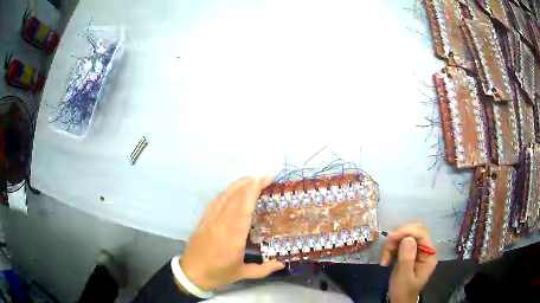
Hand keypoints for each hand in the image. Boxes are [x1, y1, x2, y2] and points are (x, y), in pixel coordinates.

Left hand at [180, 177, 283, 290]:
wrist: (192, 273)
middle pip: (235, 198)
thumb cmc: (219, 274)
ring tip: (252, 179)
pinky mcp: (204, 220)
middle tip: (265, 177)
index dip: (253, 192)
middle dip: (250, 184)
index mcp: (233, 239)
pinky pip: (216, 202)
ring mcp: (211, 221)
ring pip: (224, 197)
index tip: (265, 181)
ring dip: (238, 185)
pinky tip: (235, 189)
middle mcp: (221, 226)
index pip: (243, 209)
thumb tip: (282, 263)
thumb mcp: (243, 274)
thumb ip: (264, 269)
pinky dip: (226, 192)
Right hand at [380, 224, 437, 302]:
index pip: (421, 233)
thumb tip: (408, 238)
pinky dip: (390, 251)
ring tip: (384, 261)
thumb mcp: (404, 277)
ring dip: (391, 246)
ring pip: (403, 237)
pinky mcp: (407, 254)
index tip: (390, 237)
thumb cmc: (403, 292)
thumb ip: (407, 258)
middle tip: (386, 250)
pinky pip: (398, 245)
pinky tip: (385, 261)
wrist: (399, 302)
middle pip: (412, 232)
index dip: (406, 231)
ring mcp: (415, 251)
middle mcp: (424, 249)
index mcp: (429, 254)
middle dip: (397, 239)